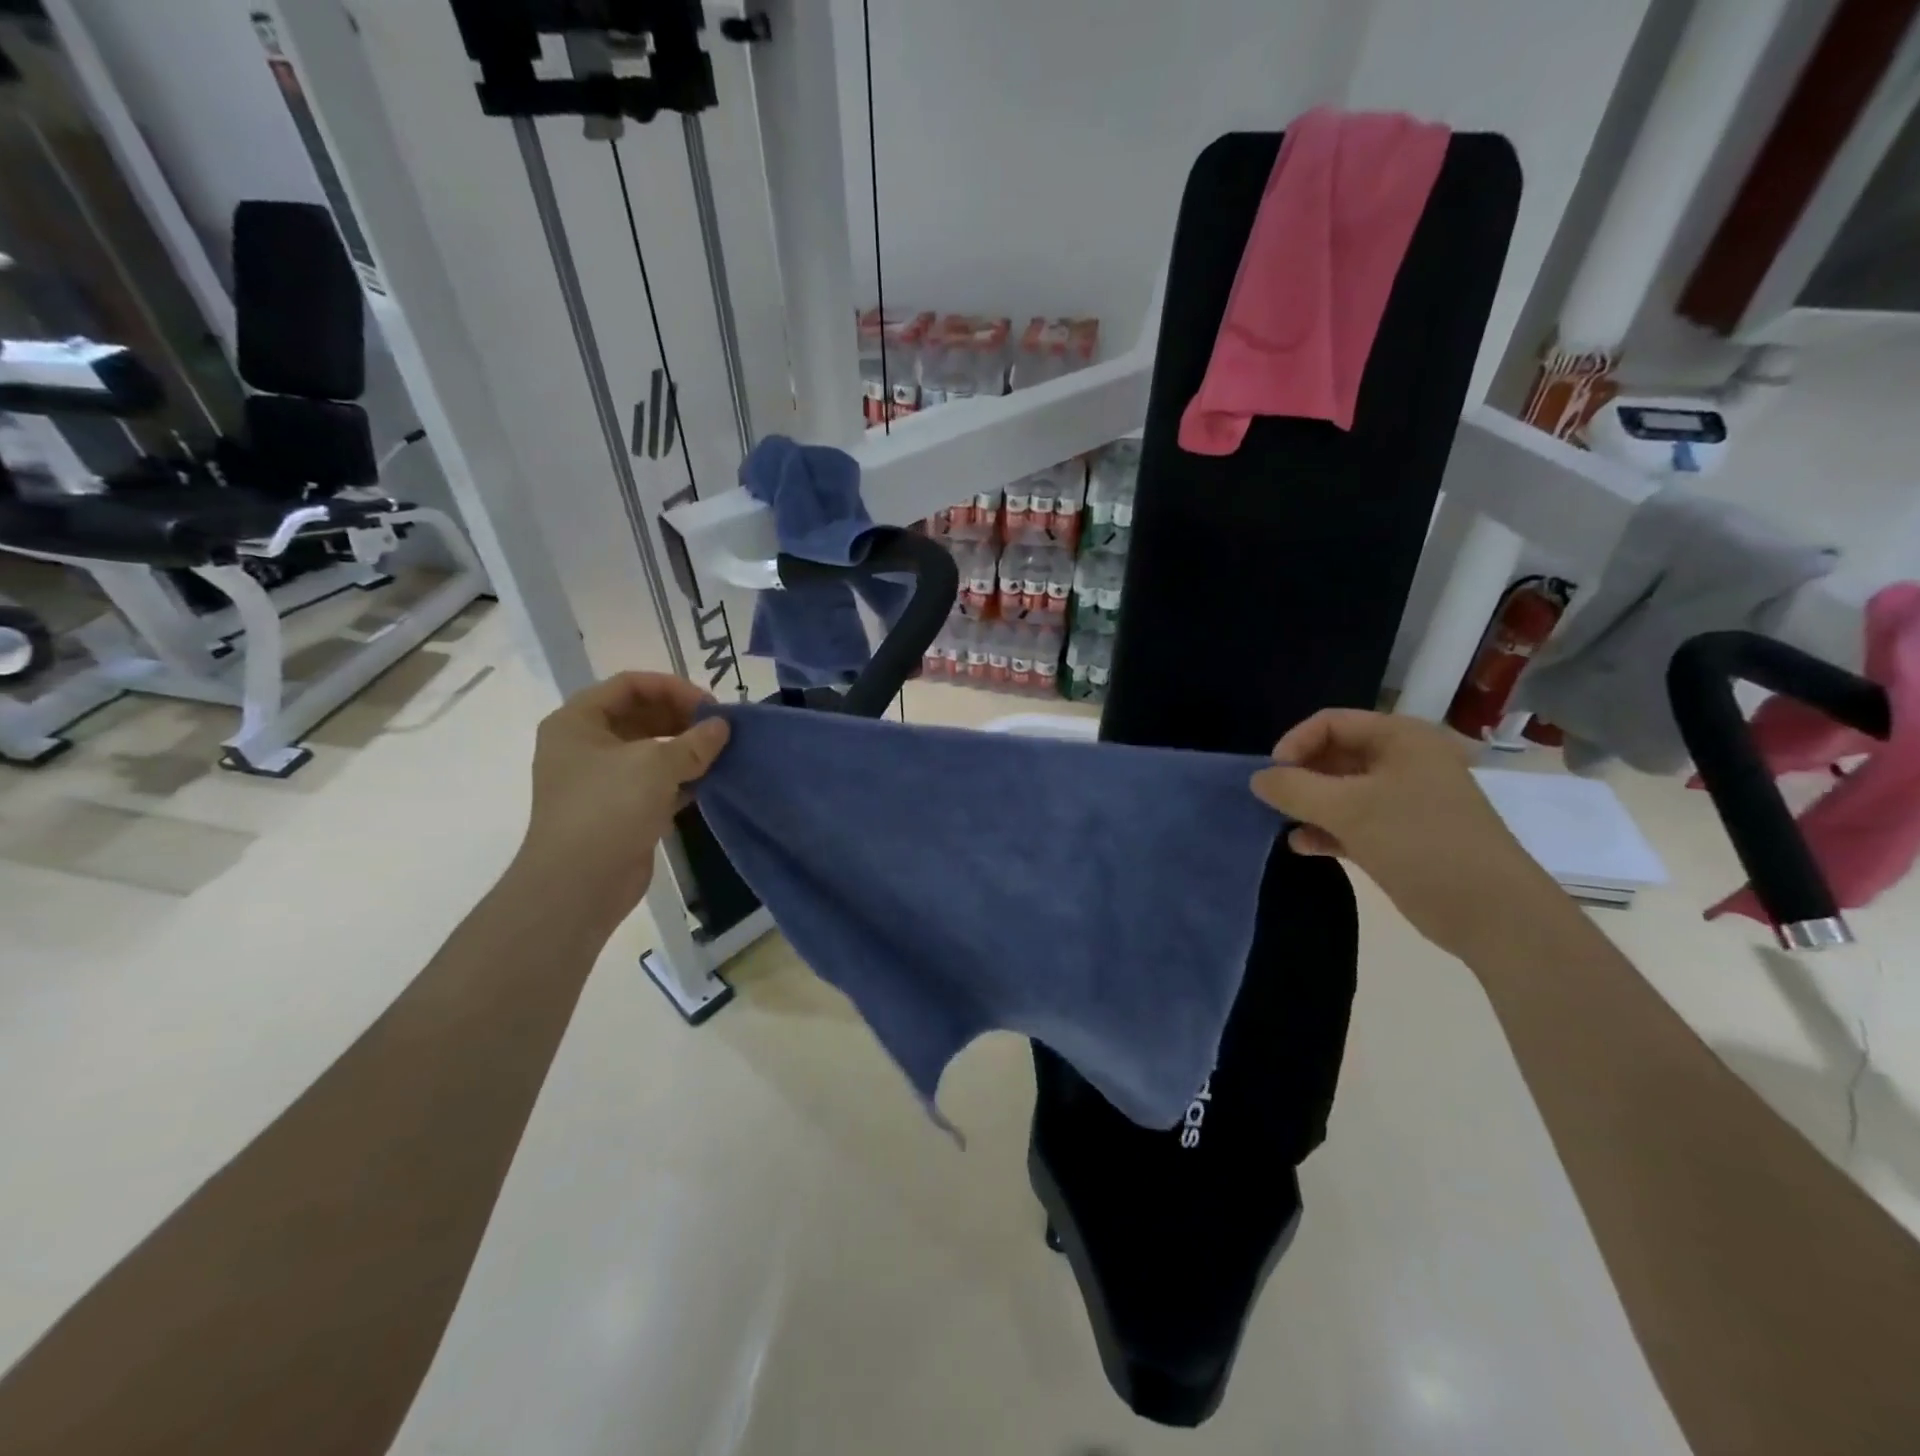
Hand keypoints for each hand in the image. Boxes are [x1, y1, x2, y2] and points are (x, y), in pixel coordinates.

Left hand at [515, 672, 729, 920]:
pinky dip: (681, 778)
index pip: (629, 685)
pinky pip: (654, 781)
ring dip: (684, 748)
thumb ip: (694, 742)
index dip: (672, 687)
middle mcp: (585, 745)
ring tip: (720, 753)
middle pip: (640, 714)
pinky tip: (709, 781)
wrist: (578, 884)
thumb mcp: (655, 765)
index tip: (709, 706)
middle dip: (681, 718)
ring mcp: (600, 779)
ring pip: (649, 749)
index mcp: (578, 722)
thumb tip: (722, 726)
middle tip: (719, 729)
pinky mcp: (619, 808)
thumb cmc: (608, 808)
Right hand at [1250, 709, 1554, 960]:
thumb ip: (1295, 789)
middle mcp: (1404, 762)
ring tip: (1283, 823)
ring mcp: (1405, 801)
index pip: (1331, 723)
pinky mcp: (1402, 836)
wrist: (1493, 913)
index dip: (1295, 744)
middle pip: (1335, 755)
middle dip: (1300, 776)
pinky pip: (1353, 822)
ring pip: (1342, 791)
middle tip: (1275, 802)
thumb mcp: (1349, 809)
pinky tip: (1303, 846)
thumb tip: (1258, 779)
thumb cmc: (1420, 843)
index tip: (1272, 776)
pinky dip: (1326, 830)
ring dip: (1310, 805)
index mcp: (1401, 739)